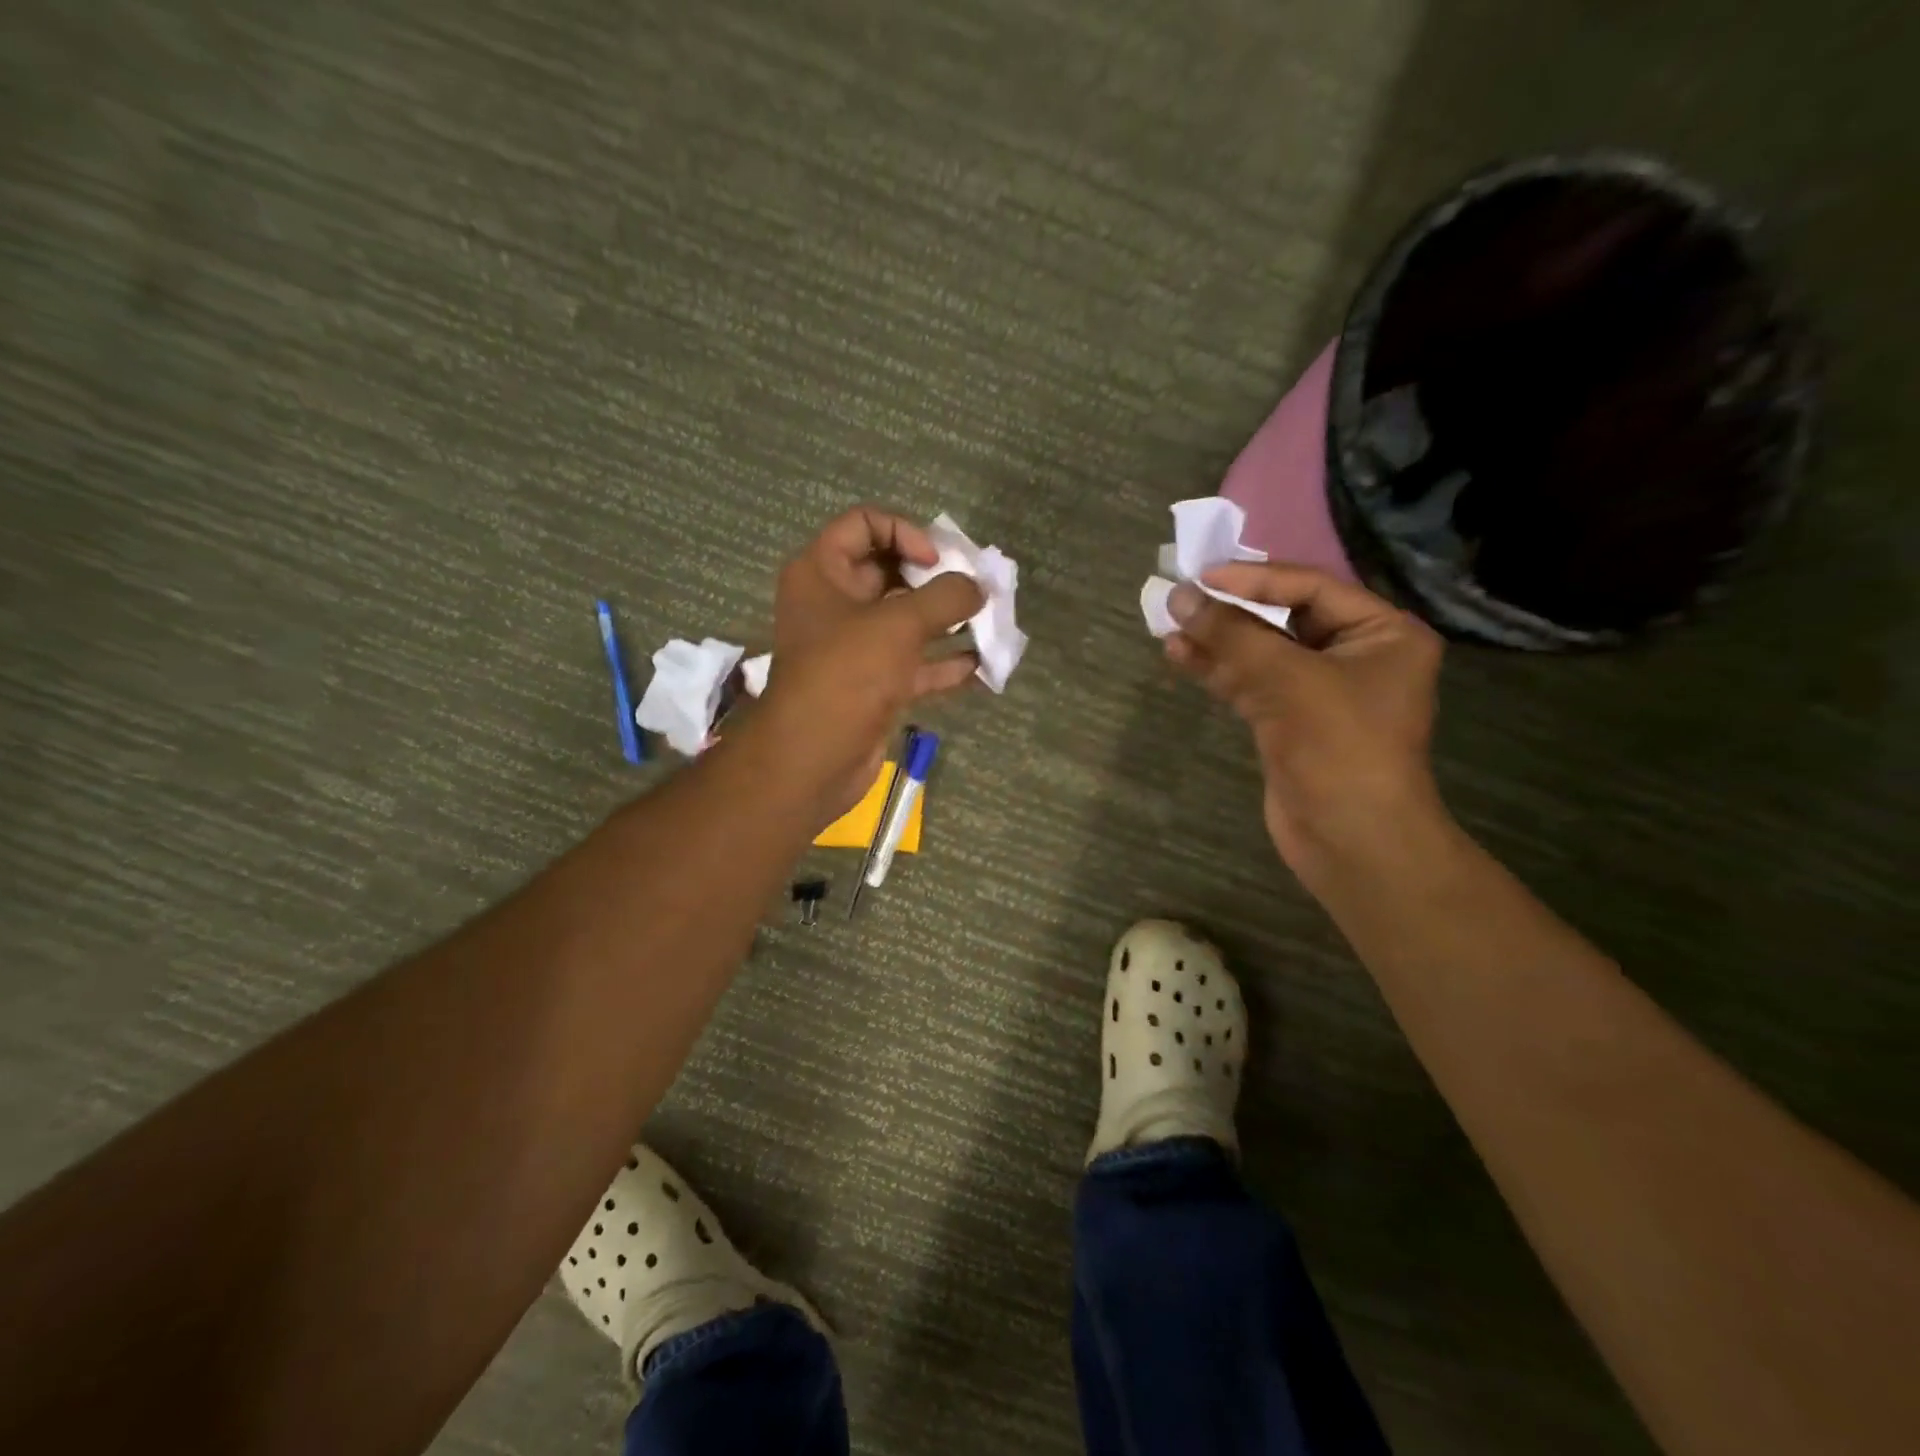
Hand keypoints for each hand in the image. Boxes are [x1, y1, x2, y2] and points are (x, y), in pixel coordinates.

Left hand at [753, 508, 983, 823]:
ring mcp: (855, 647)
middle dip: (937, 579)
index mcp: (822, 571)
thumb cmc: (847, 674)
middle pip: (891, 572)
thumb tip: (978, 587)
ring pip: (907, 621)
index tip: (936, 562)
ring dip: (948, 621)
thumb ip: (945, 597)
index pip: (864, 524)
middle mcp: (835, 603)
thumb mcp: (899, 624)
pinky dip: (945, 664)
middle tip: (977, 588)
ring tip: (991, 622)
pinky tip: (982, 665)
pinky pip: (914, 664)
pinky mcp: (873, 685)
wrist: (814, 759)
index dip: (905, 532)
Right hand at [1163, 565, 1444, 883]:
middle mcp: (1354, 656)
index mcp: (1382, 633)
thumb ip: (1233, 634)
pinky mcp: (1289, 723)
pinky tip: (1181, 656)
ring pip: (1260, 654)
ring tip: (1168, 625)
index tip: (1202, 577)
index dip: (1254, 580)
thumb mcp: (1287, 679)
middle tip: (1181, 598)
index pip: (1311, 589)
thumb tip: (1179, 596)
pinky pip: (1250, 684)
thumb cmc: (1338, 746)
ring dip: (1216, 641)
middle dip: (1231, 611)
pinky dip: (1217, 671)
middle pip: (1283, 619)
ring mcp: (1319, 693)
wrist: (1351, 839)